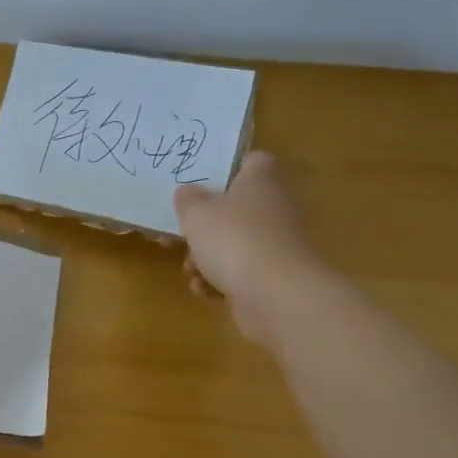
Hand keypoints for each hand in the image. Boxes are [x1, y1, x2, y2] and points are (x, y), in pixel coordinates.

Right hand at [174, 151, 327, 344]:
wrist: (275, 296)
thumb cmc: (233, 239)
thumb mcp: (196, 212)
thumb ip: (187, 199)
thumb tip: (188, 193)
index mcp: (260, 181)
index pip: (253, 161)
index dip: (229, 167)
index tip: (203, 181)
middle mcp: (274, 208)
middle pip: (236, 207)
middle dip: (205, 224)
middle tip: (181, 233)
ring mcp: (276, 245)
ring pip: (235, 243)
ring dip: (206, 257)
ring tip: (190, 269)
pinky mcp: (274, 277)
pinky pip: (241, 272)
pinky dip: (220, 281)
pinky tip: (203, 289)